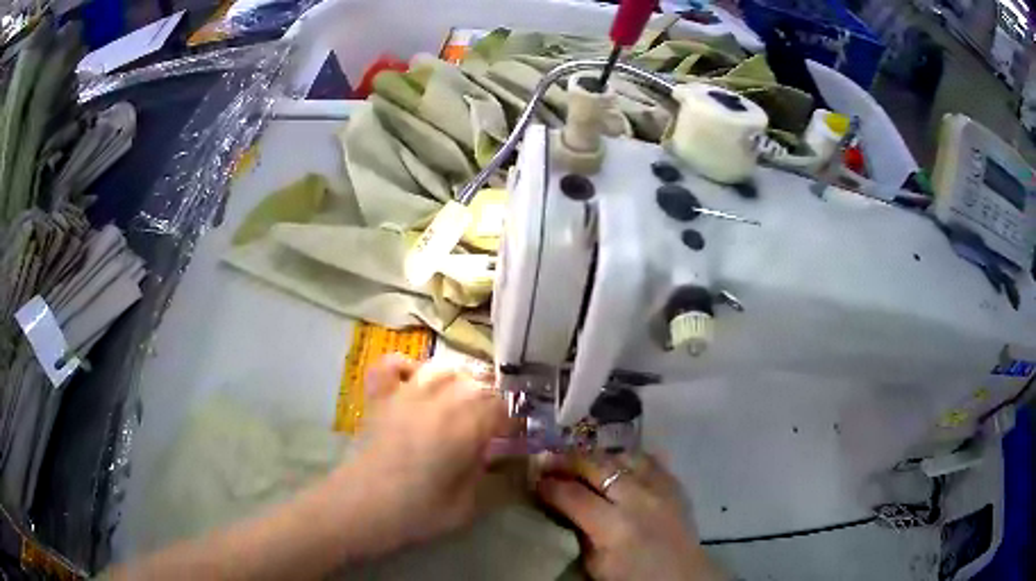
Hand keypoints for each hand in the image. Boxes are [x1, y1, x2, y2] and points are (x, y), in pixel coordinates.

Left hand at [333, 354, 509, 555]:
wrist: (360, 507)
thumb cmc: (417, 512)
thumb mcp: (467, 505)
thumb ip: (489, 476)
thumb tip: (501, 458)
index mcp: (466, 425)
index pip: (502, 407)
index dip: (511, 422)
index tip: (512, 439)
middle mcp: (439, 399)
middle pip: (476, 384)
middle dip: (490, 403)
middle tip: (489, 428)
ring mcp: (406, 393)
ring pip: (442, 369)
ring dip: (458, 383)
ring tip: (460, 405)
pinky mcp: (380, 397)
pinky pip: (392, 365)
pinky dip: (407, 366)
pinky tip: (415, 381)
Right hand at [535, 453, 724, 580]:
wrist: (681, 577)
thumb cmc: (632, 578)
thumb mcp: (595, 564)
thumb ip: (579, 531)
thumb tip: (561, 504)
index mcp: (614, 527)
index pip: (572, 495)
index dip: (549, 485)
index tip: (535, 480)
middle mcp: (638, 499)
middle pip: (597, 466)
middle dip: (568, 460)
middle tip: (550, 461)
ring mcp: (660, 487)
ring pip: (623, 456)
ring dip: (598, 457)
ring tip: (583, 461)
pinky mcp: (675, 483)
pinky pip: (648, 458)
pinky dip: (627, 458)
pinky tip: (616, 464)